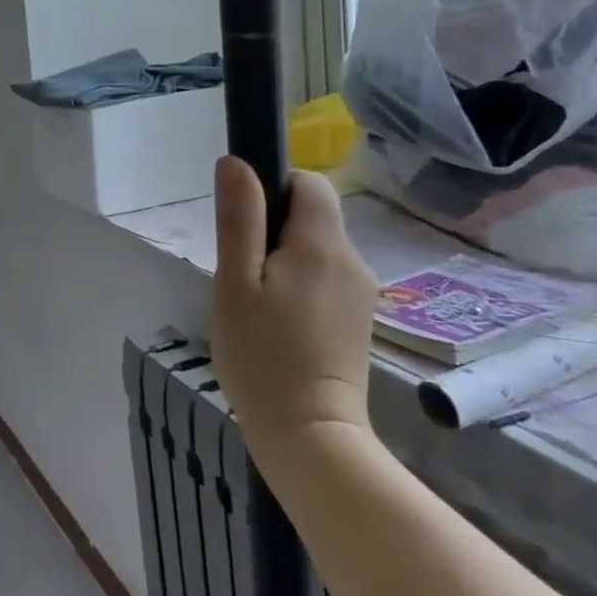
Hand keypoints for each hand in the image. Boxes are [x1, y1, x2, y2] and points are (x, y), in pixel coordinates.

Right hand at [211, 160, 378, 462]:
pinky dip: (300, 284)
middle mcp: (353, 260)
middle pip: (313, 215)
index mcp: (321, 244)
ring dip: (285, 259)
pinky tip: (280, 322)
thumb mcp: (235, 281)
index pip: (309, 183)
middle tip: (242, 273)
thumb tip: (236, 161)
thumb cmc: (261, 355)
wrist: (310, 434)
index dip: (275, 188)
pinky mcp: (360, 318)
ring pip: (318, 248)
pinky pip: (327, 277)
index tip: (245, 225)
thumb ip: (239, 218)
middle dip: (274, 228)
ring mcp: (361, 292)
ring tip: (257, 302)